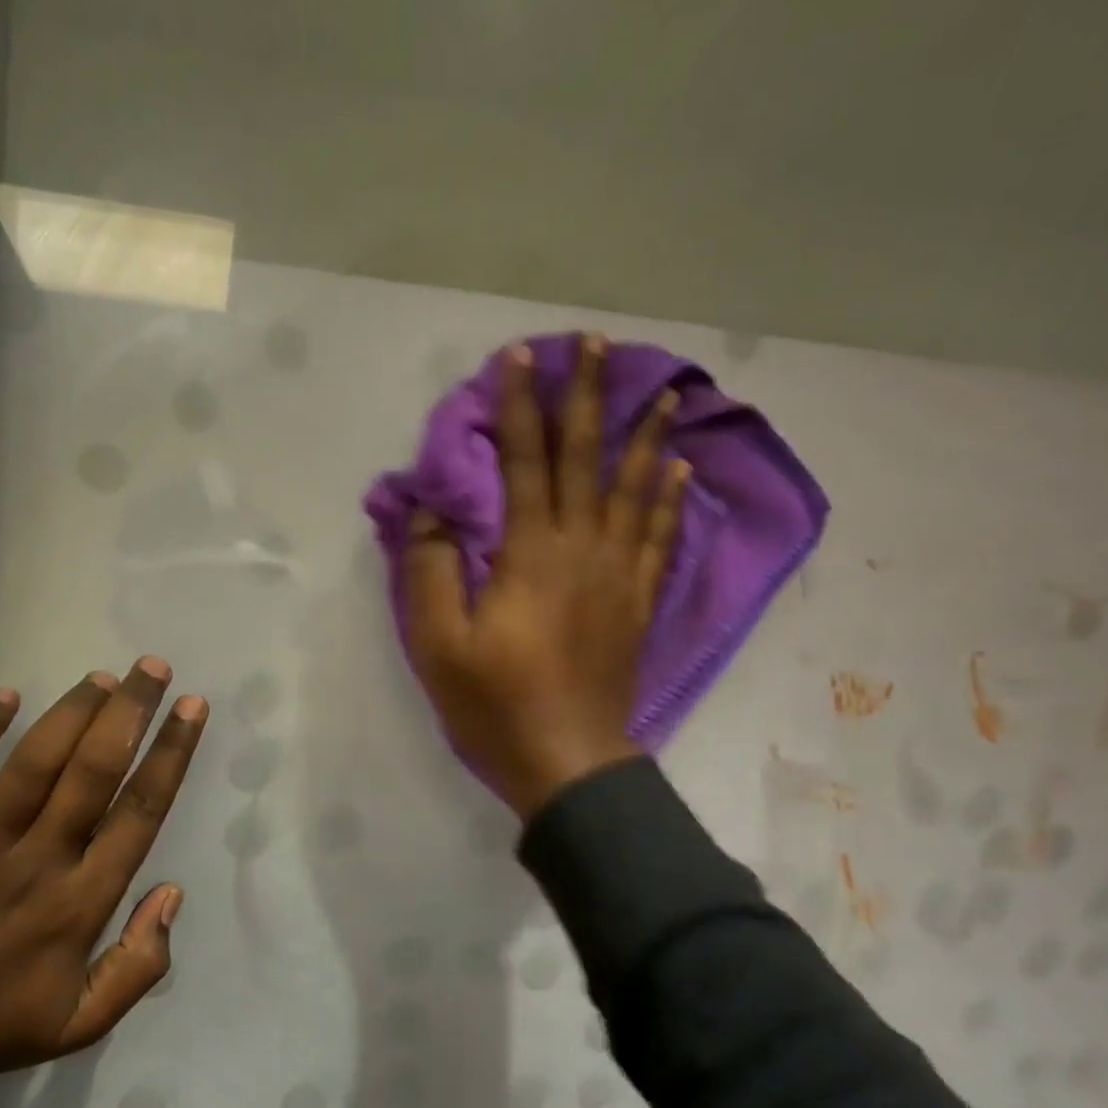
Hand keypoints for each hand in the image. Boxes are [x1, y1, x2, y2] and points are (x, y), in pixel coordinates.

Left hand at [0, 658, 207, 1106]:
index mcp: (80, 904)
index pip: (139, 813)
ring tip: (102, 676)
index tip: (192, 710)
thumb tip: (171, 893)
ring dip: (71, 712)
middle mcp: (38, 862)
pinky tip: (6, 693)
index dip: (170, 755)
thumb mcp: (82, 1023)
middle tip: (153, 668)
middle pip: (93, 772)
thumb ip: (140, 965)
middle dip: (129, 712)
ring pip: (33, 763)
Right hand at [402, 335, 689, 819]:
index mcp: (531, 554)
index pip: (526, 462)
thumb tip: (430, 511)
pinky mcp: (637, 604)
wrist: (568, 763)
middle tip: (600, 344)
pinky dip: (667, 498)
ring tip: (665, 389)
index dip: (522, 406)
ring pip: (635, 490)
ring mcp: (618, 576)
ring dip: (646, 435)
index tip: (520, 356)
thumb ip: (429, 570)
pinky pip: (658, 537)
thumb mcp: (438, 643)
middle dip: (589, 397)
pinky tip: (678, 468)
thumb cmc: (494, 704)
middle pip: (587, 460)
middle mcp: (582, 549)